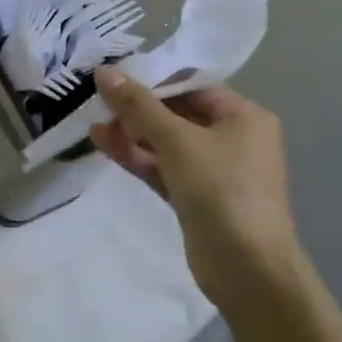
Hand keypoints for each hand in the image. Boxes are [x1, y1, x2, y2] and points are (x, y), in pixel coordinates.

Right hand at [89, 68, 298, 307]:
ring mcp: (214, 170)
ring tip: (92, 121)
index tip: (112, 77)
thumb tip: (103, 70)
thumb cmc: (222, 190)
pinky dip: (136, 156)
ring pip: (166, 142)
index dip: (151, 79)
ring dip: (131, 132)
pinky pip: (162, 167)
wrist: (249, 271)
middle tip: (97, 101)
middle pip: (177, 113)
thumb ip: (138, 105)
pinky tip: (102, 143)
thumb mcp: (177, 140)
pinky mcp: (196, 197)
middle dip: (137, 108)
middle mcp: (233, 138)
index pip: (191, 86)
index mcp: (243, 116)